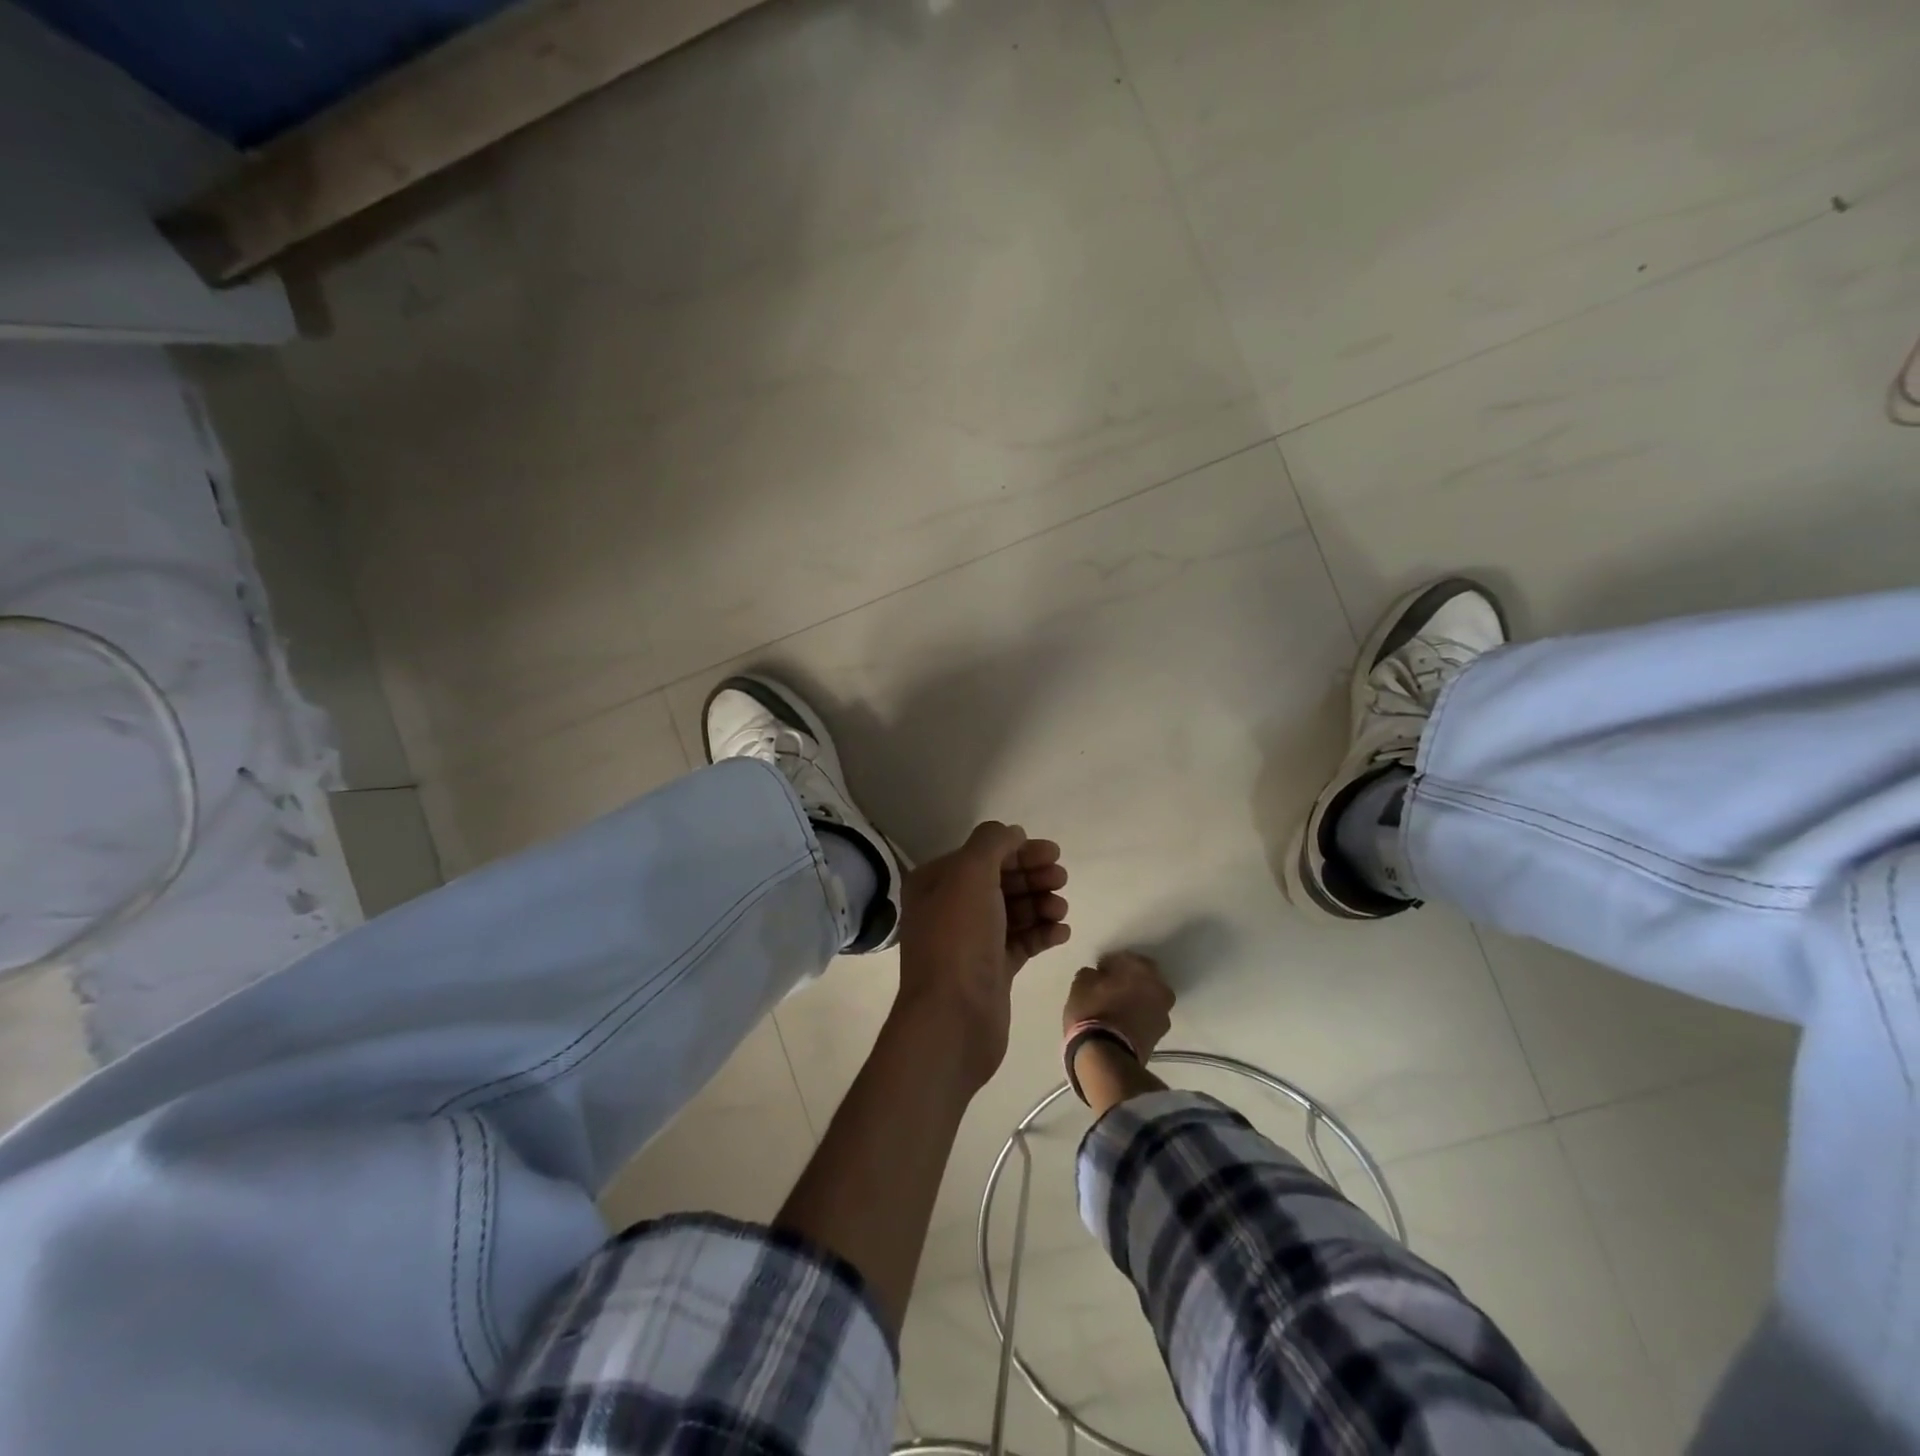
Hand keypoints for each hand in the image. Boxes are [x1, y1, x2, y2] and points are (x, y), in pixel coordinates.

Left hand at [896, 822, 1069, 1089]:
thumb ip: (992, 843)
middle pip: (999, 881)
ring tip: (1060, 908)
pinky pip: (1021, 942)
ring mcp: (971, 941)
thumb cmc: (958, 938)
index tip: (1053, 853)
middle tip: (1060, 879)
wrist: (952, 1018)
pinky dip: (1041, 933)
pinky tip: (1061, 931)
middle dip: (1032, 875)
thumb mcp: (970, 874)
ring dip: (1040, 903)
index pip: (981, 854)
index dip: (1017, 850)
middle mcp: (949, 908)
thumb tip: (1013, 834)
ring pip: (1012, 911)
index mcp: (936, 882)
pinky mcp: (991, 970)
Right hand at [1062, 951, 1174, 1060]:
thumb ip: (1093, 973)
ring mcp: (1163, 1013)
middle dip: (1128, 980)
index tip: (1099, 971)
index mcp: (1141, 968)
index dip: (1110, 963)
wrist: (1107, 1058)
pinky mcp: (1160, 1036)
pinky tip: (1121, 1022)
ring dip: (1135, 999)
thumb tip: (1099, 975)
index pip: (1125, 957)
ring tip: (1116, 1007)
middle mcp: (1159, 987)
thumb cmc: (1093, 1012)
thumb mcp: (1081, 984)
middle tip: (1109, 987)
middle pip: (1142, 978)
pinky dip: (1137, 1017)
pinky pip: (1147, 1018)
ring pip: (1147, 999)